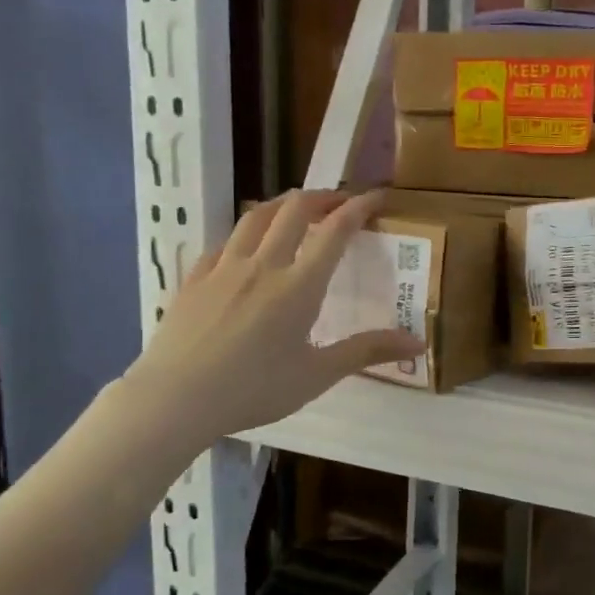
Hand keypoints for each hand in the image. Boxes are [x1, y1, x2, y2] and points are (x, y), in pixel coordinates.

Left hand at [119, 190, 424, 445]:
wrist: (176, 398)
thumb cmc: (253, 390)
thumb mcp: (317, 375)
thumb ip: (366, 352)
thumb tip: (418, 343)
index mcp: (298, 285)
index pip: (335, 231)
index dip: (359, 207)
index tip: (376, 196)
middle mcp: (263, 264)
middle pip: (294, 209)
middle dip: (322, 197)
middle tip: (339, 202)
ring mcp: (223, 267)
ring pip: (255, 215)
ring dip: (282, 204)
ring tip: (296, 209)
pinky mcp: (195, 277)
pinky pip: (224, 241)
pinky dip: (245, 232)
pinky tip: (246, 246)